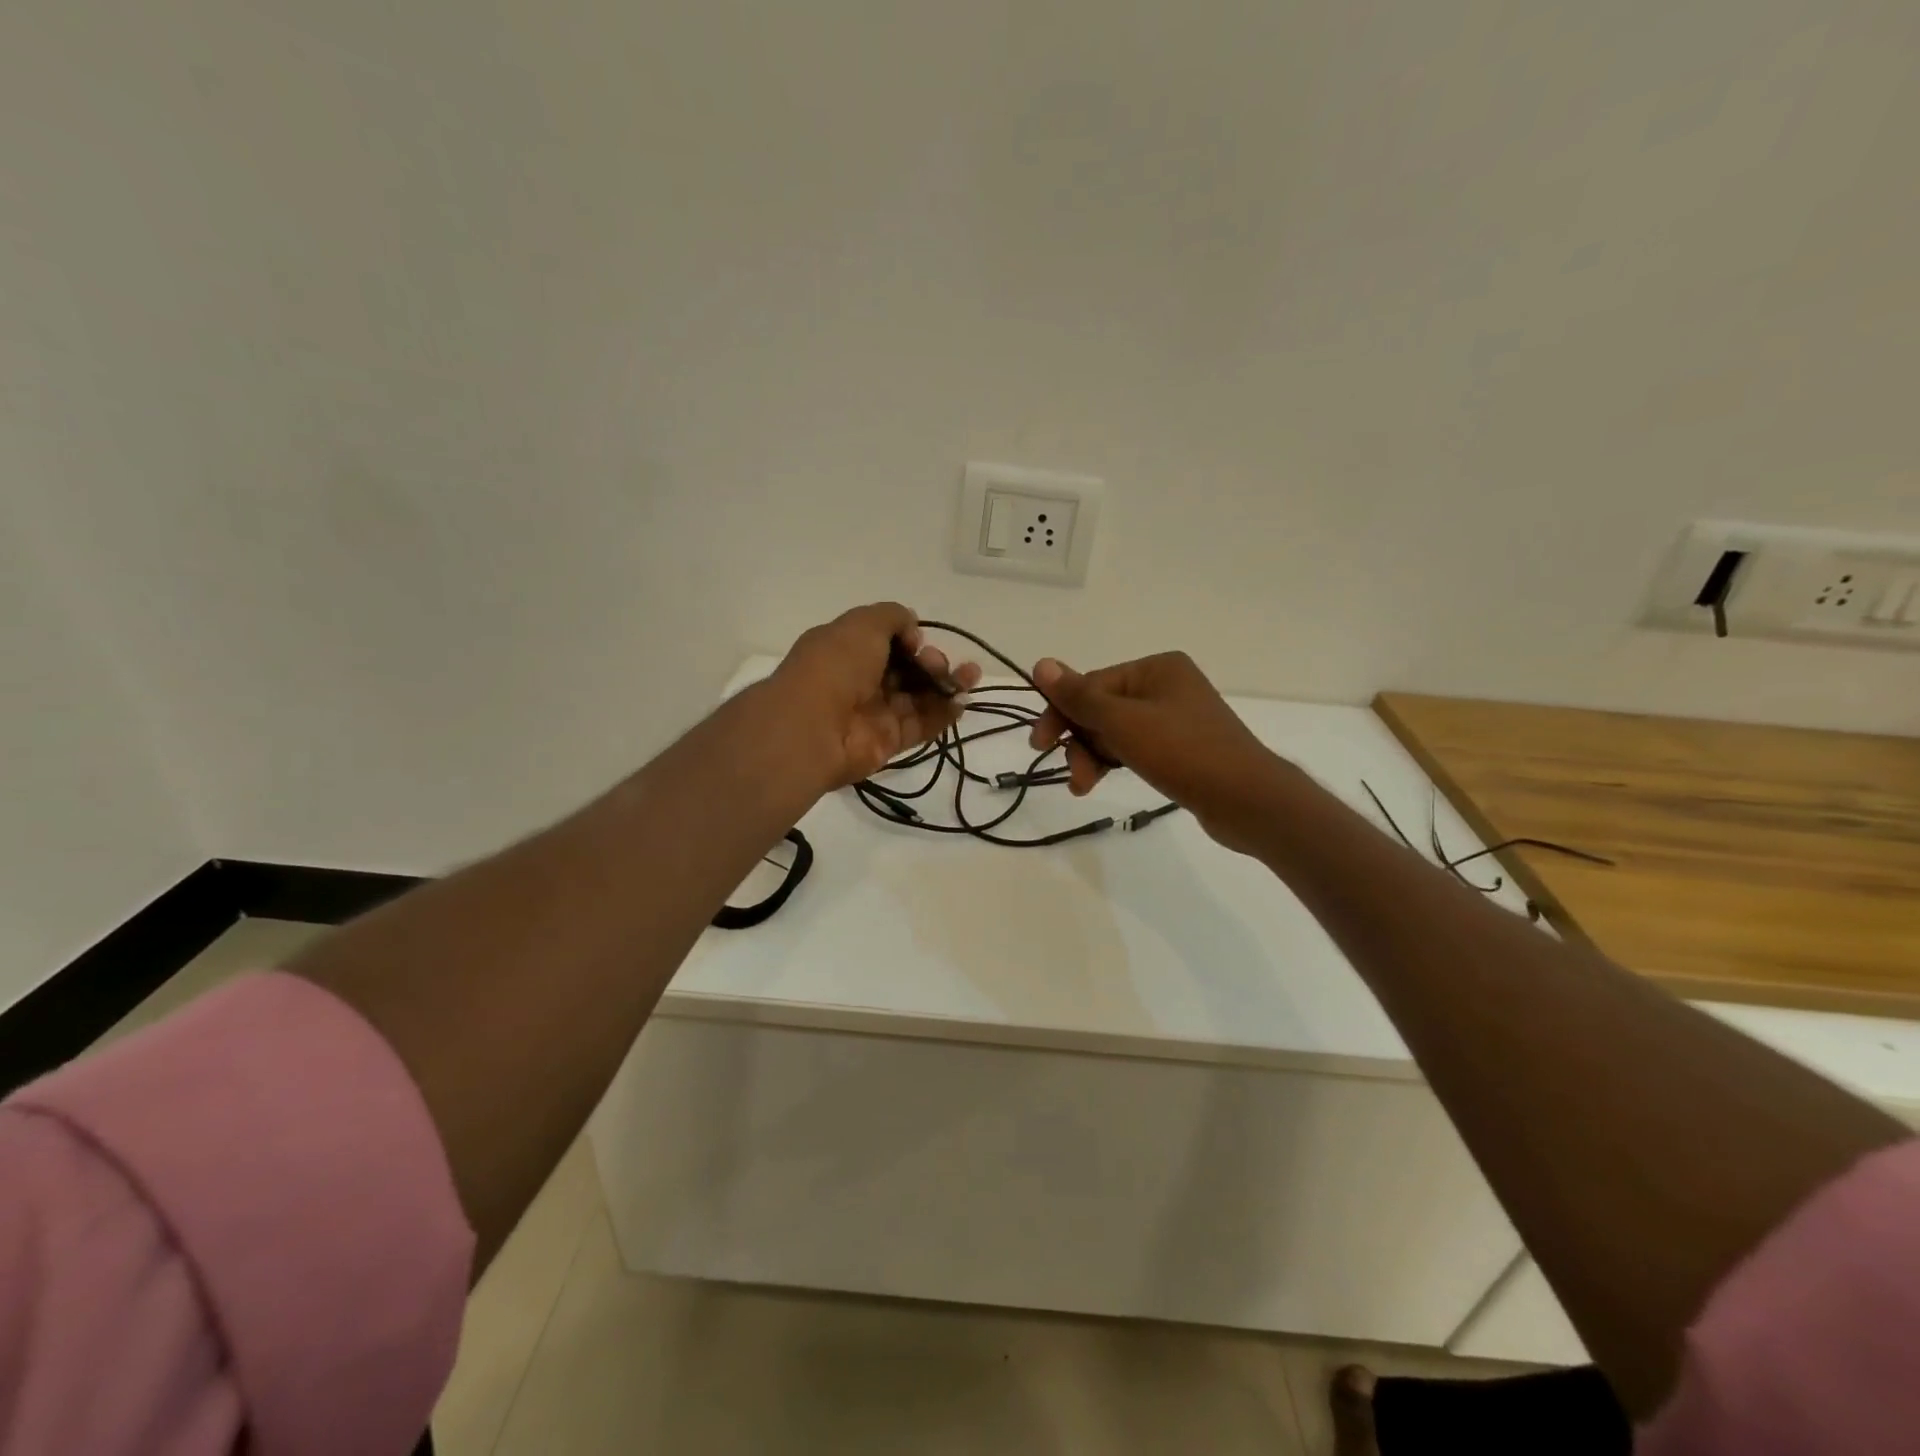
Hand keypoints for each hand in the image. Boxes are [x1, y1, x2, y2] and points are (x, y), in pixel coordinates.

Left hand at [771, 603, 981, 790]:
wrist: (813, 728)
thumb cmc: (835, 667)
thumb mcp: (863, 623)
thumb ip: (893, 617)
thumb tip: (912, 630)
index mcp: (846, 649)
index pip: (886, 641)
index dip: (908, 637)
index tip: (916, 640)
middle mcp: (860, 680)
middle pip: (907, 669)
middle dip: (930, 661)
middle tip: (935, 663)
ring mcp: (875, 713)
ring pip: (919, 696)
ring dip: (947, 684)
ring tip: (971, 675)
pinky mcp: (889, 741)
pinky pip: (922, 724)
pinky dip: (944, 713)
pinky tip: (962, 700)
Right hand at [1028, 652, 1285, 850]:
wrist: (1246, 800)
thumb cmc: (1182, 752)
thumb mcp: (1122, 723)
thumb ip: (1079, 696)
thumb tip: (1041, 664)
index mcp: (1156, 668)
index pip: (1092, 684)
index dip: (1062, 713)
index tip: (1039, 744)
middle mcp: (1166, 685)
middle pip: (1102, 708)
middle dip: (1080, 741)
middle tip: (1072, 774)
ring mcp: (1176, 717)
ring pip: (1115, 731)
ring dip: (1093, 756)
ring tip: (1083, 787)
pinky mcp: (1181, 748)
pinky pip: (1135, 747)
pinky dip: (1115, 761)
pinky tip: (1100, 781)